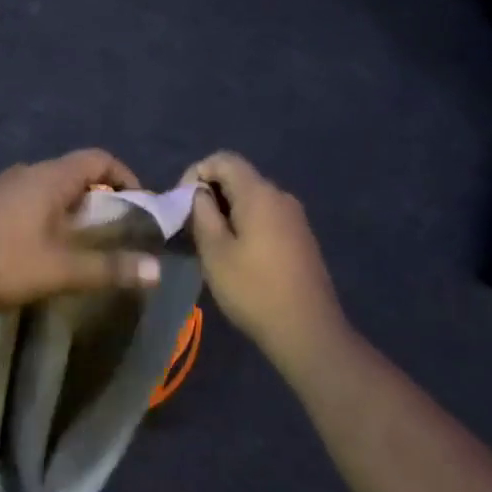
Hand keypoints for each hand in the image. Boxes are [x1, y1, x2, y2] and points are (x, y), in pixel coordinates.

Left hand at [0, 149, 161, 319]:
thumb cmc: (6, 263)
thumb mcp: (63, 270)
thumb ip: (110, 268)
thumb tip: (156, 270)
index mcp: (51, 176)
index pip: (99, 158)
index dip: (125, 175)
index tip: (139, 205)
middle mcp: (29, 172)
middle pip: (76, 172)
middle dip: (101, 196)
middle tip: (115, 230)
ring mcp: (4, 186)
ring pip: (51, 187)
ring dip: (73, 208)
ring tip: (83, 242)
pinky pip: (30, 199)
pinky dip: (49, 215)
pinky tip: (44, 248)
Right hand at [185, 152, 345, 369]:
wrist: (309, 332)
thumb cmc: (254, 290)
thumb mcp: (215, 252)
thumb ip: (202, 213)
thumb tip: (199, 193)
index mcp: (259, 193)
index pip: (223, 159)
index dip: (197, 172)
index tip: (182, 202)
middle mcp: (280, 196)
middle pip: (239, 177)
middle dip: (211, 193)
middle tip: (192, 225)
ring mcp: (295, 217)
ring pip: (253, 198)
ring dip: (228, 211)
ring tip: (211, 242)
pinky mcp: (301, 238)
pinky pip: (267, 216)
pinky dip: (246, 223)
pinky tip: (238, 254)